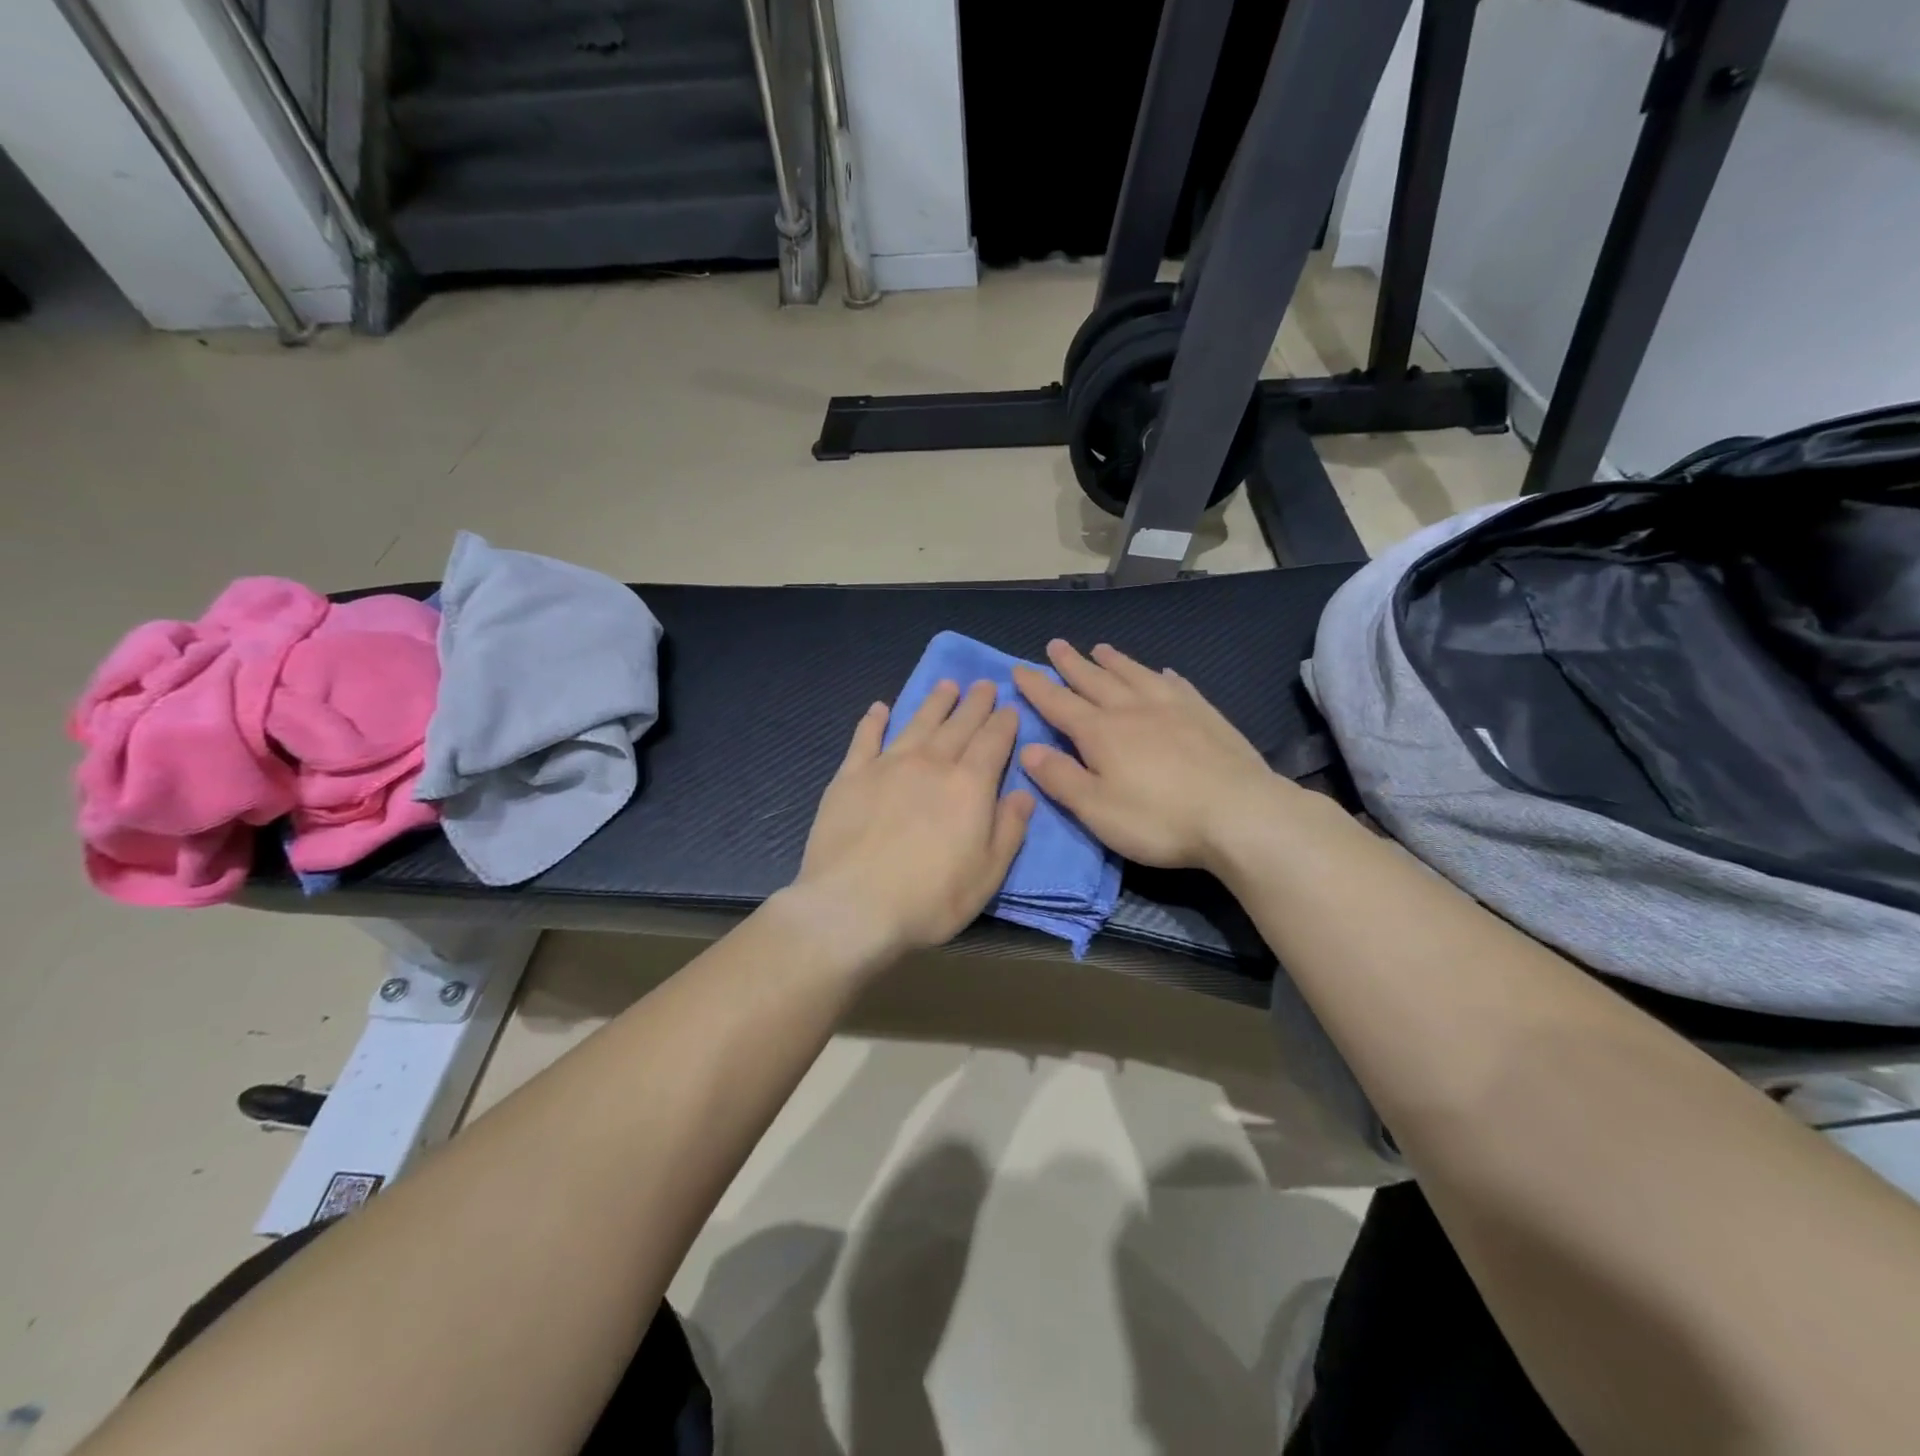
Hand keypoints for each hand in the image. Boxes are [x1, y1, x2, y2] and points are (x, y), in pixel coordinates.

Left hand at [792, 680, 1035, 957]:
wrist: (853, 907)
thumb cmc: (930, 899)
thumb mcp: (988, 875)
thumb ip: (1009, 830)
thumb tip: (1024, 794)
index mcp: (969, 785)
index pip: (993, 741)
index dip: (1004, 722)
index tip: (1010, 707)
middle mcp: (931, 763)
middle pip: (958, 725)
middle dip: (975, 703)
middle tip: (984, 684)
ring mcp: (887, 765)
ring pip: (917, 722)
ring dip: (934, 702)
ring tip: (946, 686)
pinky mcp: (850, 776)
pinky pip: (865, 738)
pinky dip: (874, 721)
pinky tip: (879, 708)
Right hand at [1012, 640, 1297, 871]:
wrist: (1240, 814)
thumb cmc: (1158, 818)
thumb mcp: (1096, 808)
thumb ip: (1060, 777)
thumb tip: (1027, 749)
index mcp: (1100, 732)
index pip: (1059, 703)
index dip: (1037, 687)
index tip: (1019, 669)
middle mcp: (1132, 709)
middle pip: (1095, 680)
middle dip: (1071, 663)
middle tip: (1056, 644)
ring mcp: (1173, 707)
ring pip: (1135, 675)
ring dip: (1114, 661)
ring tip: (1101, 648)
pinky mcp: (1206, 715)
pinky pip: (1177, 685)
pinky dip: (1161, 676)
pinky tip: (1162, 672)